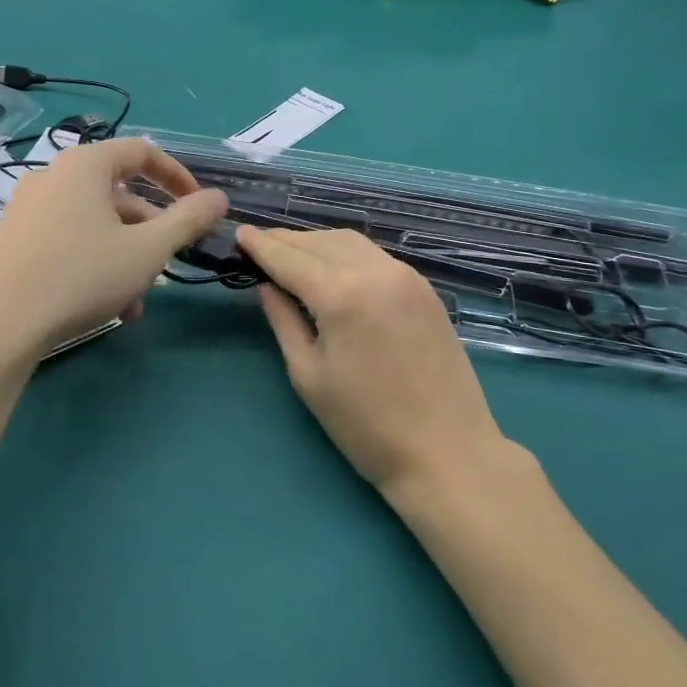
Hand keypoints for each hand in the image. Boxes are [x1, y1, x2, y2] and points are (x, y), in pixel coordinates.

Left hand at [0, 140, 226, 358]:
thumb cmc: (81, 275)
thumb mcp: (148, 250)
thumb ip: (188, 220)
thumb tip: (218, 198)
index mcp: (86, 165)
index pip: (142, 152)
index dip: (178, 177)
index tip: (199, 207)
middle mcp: (53, 176)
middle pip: (118, 193)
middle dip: (151, 230)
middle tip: (169, 263)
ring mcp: (28, 208)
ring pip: (94, 223)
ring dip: (125, 255)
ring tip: (137, 301)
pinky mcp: (12, 239)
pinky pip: (68, 239)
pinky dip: (94, 262)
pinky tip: (106, 306)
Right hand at [237, 227, 507, 493]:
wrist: (447, 452)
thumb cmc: (366, 425)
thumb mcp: (309, 375)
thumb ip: (284, 320)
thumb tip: (267, 285)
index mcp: (342, 295)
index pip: (290, 258)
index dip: (262, 245)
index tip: (240, 233)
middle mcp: (375, 272)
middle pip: (320, 242)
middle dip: (287, 241)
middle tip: (259, 245)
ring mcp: (406, 276)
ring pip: (350, 242)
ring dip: (317, 243)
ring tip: (291, 255)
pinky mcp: (424, 289)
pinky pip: (375, 256)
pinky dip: (346, 253)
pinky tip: (333, 267)